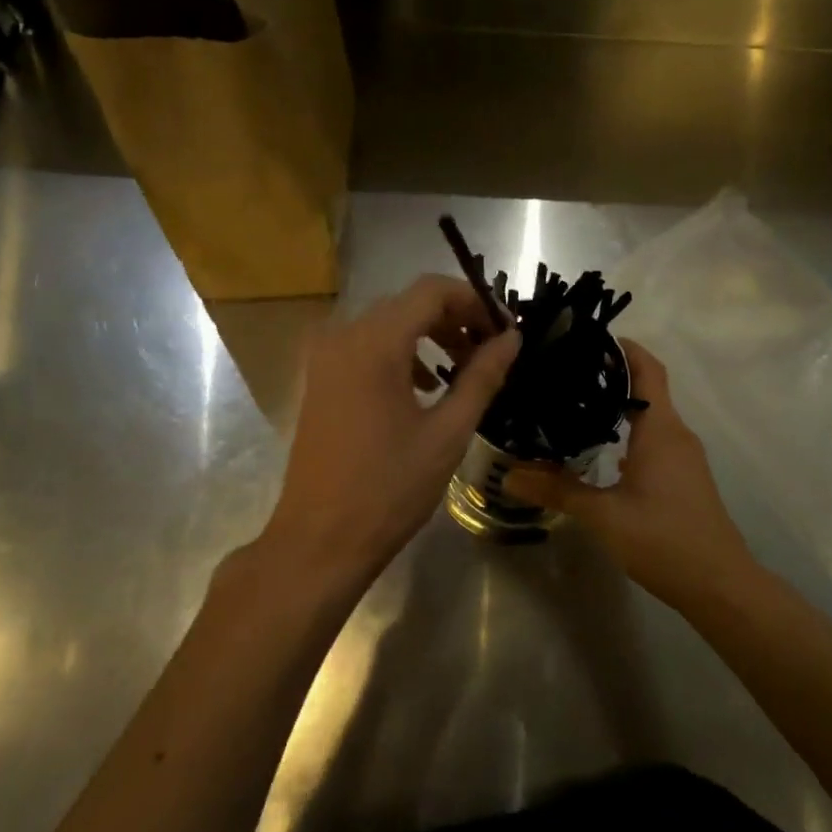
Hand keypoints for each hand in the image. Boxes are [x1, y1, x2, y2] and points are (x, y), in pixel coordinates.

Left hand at [259, 275, 519, 583]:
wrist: (319, 540)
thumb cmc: (389, 489)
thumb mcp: (447, 432)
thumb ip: (482, 376)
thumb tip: (512, 338)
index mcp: (374, 343)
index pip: (431, 290)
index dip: (474, 301)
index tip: (505, 329)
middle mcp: (343, 336)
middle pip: (408, 304)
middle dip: (454, 318)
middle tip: (490, 351)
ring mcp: (325, 358)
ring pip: (387, 324)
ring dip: (429, 336)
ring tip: (462, 370)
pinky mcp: (320, 379)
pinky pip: (366, 346)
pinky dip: (401, 353)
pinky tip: (423, 388)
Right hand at [503, 341, 753, 608]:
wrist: (722, 586)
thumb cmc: (665, 540)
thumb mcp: (605, 516)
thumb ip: (558, 490)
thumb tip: (508, 474)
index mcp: (661, 430)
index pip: (648, 369)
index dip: (623, 347)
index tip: (587, 337)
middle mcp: (676, 434)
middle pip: (646, 388)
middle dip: (610, 373)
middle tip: (564, 370)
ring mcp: (683, 457)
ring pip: (650, 416)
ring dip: (618, 405)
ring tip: (573, 403)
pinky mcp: (683, 477)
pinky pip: (653, 439)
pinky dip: (627, 432)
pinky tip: (598, 448)